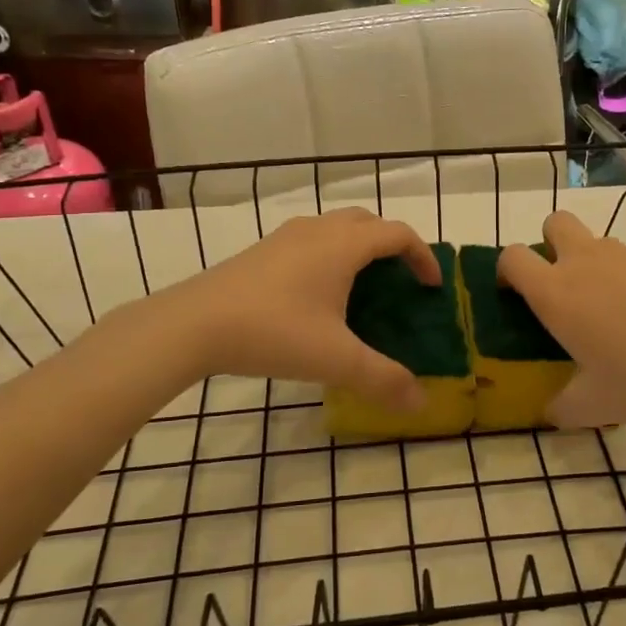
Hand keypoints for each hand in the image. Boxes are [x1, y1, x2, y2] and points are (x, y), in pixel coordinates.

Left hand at [174, 208, 439, 410]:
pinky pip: (310, 241)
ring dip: (358, 248)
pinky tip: (317, 297)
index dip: (423, 256)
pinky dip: (330, 256)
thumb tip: (420, 403)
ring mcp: (285, 237)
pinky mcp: (262, 252)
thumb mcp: (335, 360)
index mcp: (343, 245)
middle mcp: (317, 230)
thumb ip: (382, 379)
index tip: (432, 287)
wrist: (193, 324)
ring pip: (335, 228)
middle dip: (391, 245)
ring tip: (361, 288)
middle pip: (368, 222)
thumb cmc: (273, 332)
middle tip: (399, 281)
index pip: (398, 234)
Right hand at [498, 211, 625, 426]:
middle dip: (549, 243)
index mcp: (556, 293)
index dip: (506, 271)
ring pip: (598, 243)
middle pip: (554, 223)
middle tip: (563, 286)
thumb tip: (552, 412)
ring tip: (616, 316)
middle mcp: (586, 262)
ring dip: (594, 266)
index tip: (514, 296)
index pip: (513, 258)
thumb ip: (565, 408)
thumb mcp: (596, 406)